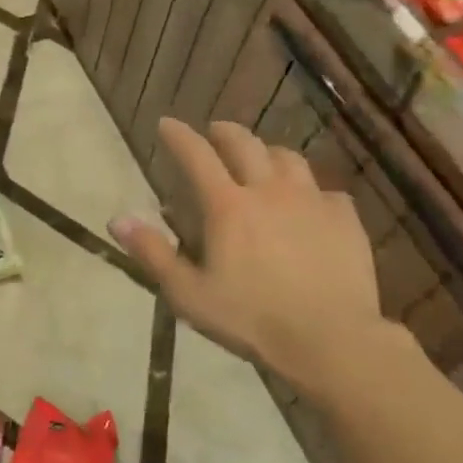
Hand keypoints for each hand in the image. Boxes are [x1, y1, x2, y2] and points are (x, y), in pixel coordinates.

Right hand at [110, 118, 382, 378]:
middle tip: (214, 131)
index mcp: (228, 206)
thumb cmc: (251, 319)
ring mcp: (312, 201)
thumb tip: (118, 219)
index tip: (166, 123)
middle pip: (245, 144)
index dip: (179, 136)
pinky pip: (326, 191)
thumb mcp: (189, 294)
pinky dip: (310, 190)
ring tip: (262, 159)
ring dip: (268, 152)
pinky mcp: (345, 219)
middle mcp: (269, 191)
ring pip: (288, 158)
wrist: (331, 339)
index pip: (197, 155)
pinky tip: (309, 204)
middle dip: (224, 132)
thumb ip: (153, 253)